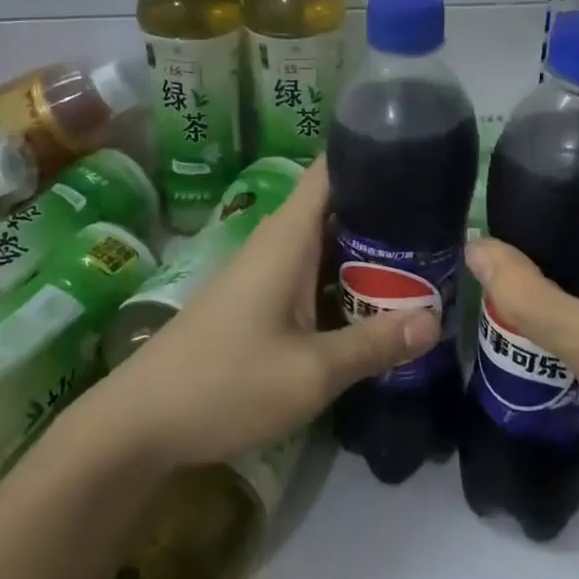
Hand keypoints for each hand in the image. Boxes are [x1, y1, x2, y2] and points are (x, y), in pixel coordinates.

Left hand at [83, 159, 438, 468]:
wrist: (139, 424)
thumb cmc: (224, 384)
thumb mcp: (310, 372)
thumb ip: (373, 344)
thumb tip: (436, 320)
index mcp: (286, 238)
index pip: (329, 170)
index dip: (370, 154)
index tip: (420, 158)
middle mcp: (275, 243)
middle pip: (335, 206)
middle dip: (385, 210)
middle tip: (440, 222)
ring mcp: (263, 272)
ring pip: (325, 244)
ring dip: (366, 250)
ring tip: (422, 256)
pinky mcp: (258, 300)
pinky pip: (310, 273)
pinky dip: (343, 278)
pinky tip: (374, 301)